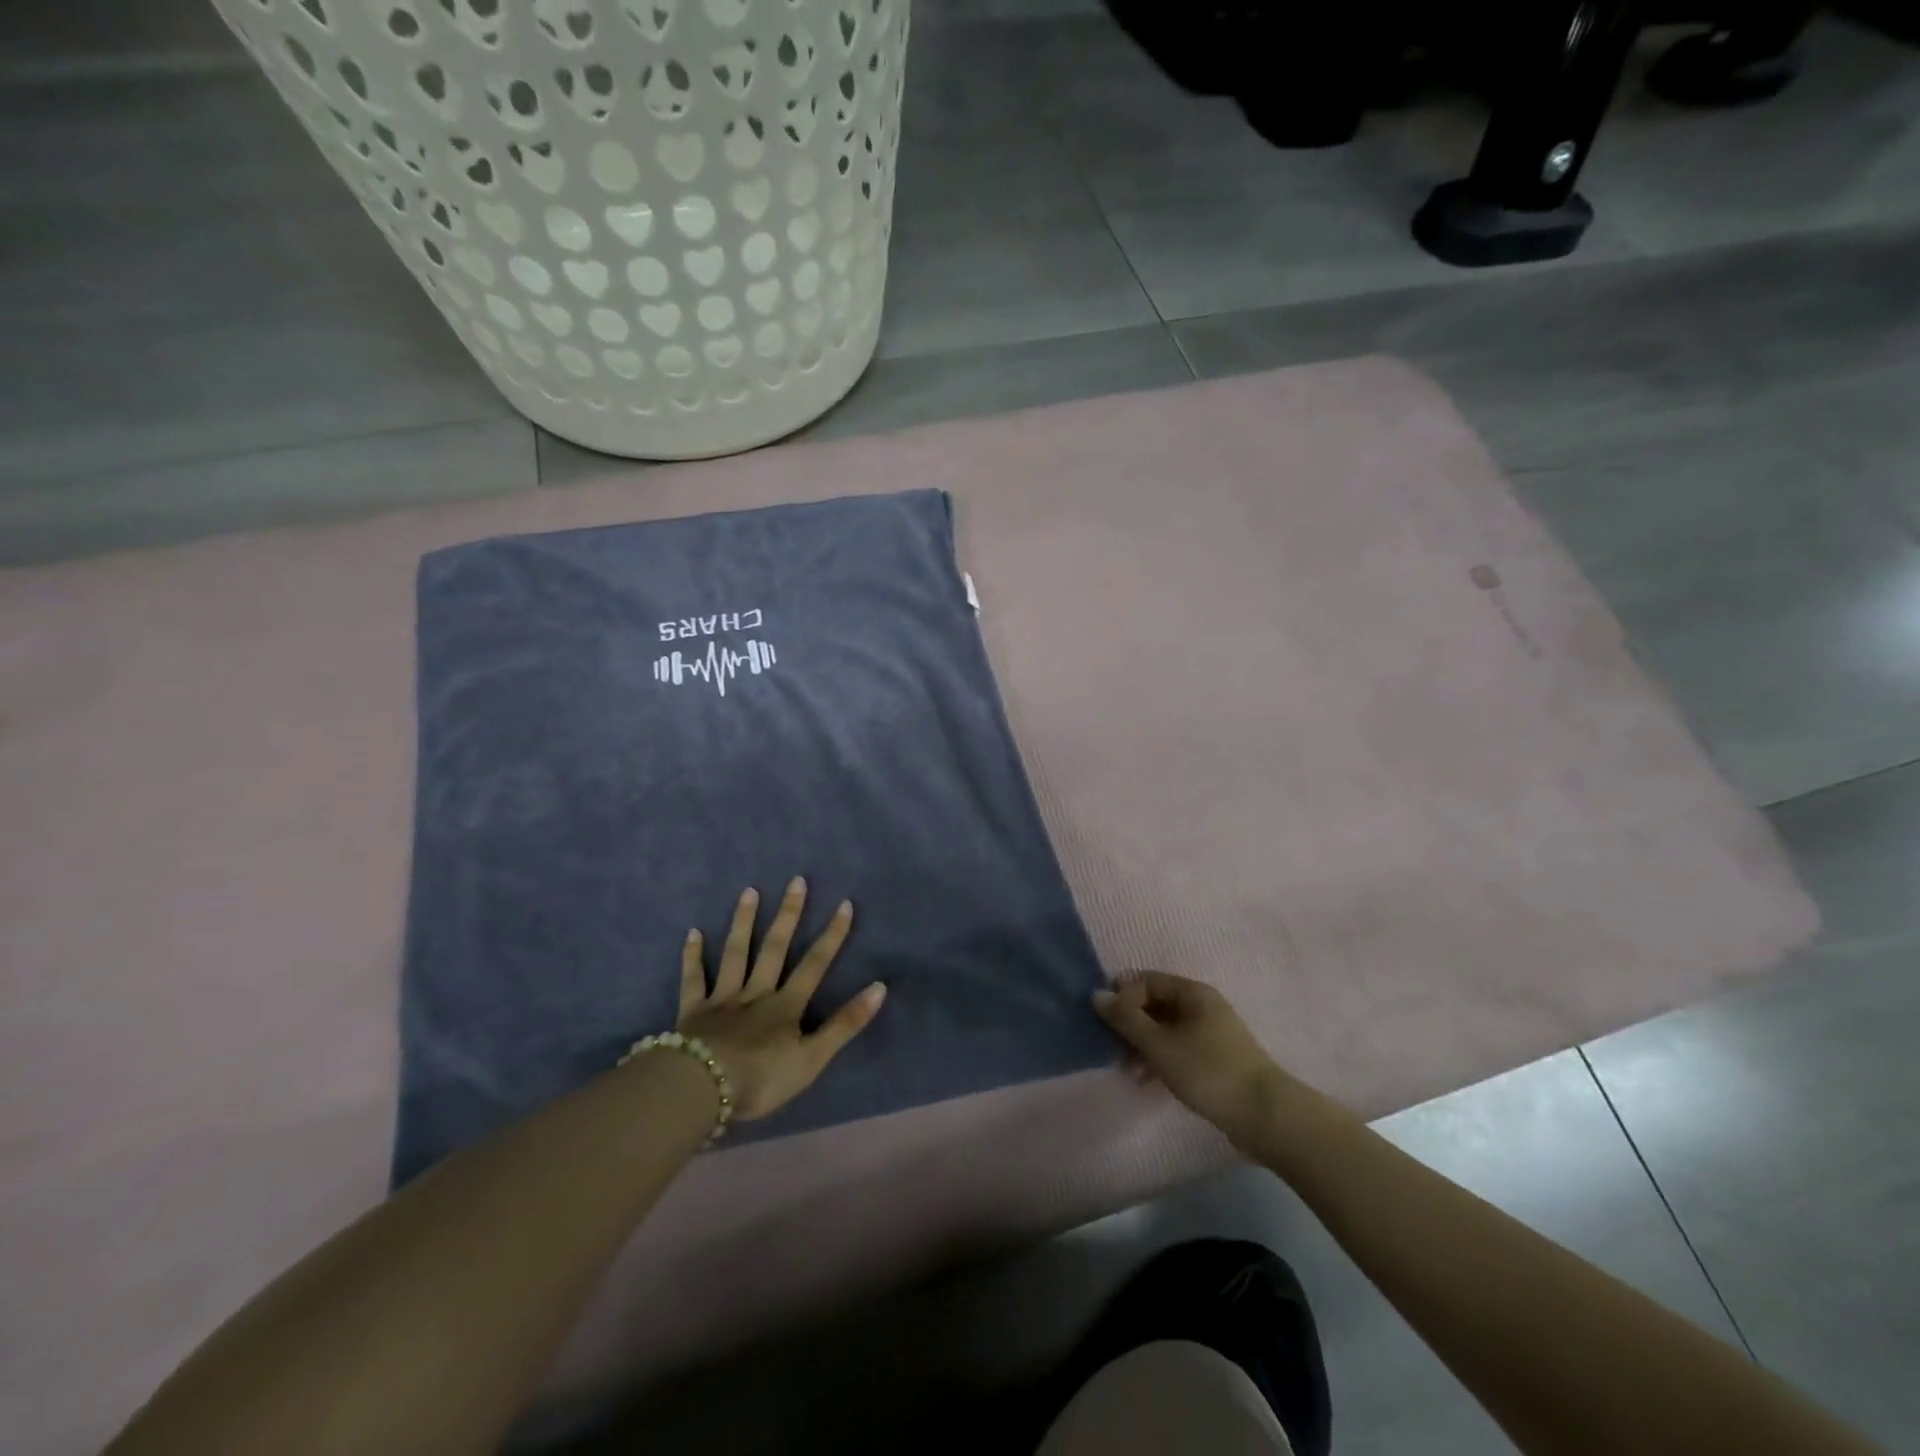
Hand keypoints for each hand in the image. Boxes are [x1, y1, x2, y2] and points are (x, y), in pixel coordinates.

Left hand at [676, 879, 886, 1120]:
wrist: (703, 1089)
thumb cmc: (762, 1079)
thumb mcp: (813, 1058)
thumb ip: (845, 1024)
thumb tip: (880, 987)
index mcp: (786, 1006)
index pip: (815, 964)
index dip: (832, 935)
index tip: (844, 904)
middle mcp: (756, 993)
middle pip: (774, 949)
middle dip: (788, 915)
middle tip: (796, 881)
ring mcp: (722, 999)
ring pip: (735, 954)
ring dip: (743, 922)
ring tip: (749, 892)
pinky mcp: (693, 1011)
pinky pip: (693, 980)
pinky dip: (692, 957)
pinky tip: (693, 933)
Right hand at [1094, 972, 1288, 1151]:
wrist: (1265, 1116)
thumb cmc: (1208, 1071)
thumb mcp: (1160, 1045)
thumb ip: (1126, 1019)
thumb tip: (1097, 994)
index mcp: (1192, 992)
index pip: (1145, 981)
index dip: (1123, 998)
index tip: (1107, 1025)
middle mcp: (1201, 1005)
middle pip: (1154, 1005)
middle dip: (1130, 1026)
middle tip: (1113, 1051)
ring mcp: (1209, 1033)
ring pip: (1164, 1029)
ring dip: (1142, 1046)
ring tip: (1129, 1073)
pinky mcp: (1214, 1059)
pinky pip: (1177, 1049)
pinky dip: (1159, 1060)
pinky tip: (1148, 1082)